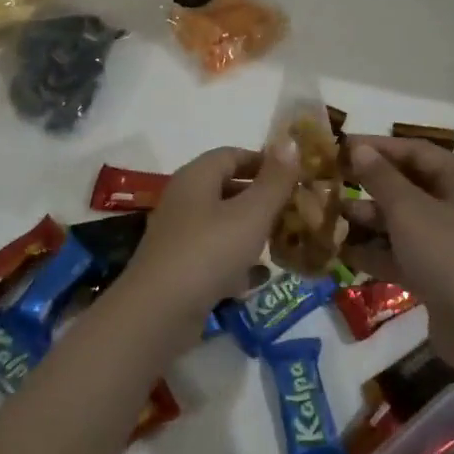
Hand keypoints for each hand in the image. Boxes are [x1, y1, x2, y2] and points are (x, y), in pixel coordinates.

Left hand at [118, 142, 299, 331]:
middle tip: (295, 210)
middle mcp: (184, 200)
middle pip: (227, 188)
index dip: (263, 161)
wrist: (158, 313)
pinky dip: (236, 262)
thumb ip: (274, 180)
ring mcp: (179, 235)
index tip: (294, 176)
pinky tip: (259, 277)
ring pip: (222, 223)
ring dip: (251, 231)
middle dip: (262, 197)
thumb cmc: (209, 252)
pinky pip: (214, 255)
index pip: (232, 155)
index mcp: (197, 177)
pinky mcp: (179, 268)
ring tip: (283, 241)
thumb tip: (290, 140)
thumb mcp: (251, 213)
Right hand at [339, 136, 453, 366]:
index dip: (379, 146)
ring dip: (370, 219)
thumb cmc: (449, 255)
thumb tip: (359, 148)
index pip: (417, 151)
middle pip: (410, 186)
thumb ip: (381, 177)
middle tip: (332, 182)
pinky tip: (344, 253)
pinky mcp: (441, 276)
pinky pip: (404, 254)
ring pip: (404, 222)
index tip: (342, 147)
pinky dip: (378, 252)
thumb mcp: (409, 210)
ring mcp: (451, 244)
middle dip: (370, 185)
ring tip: (332, 218)